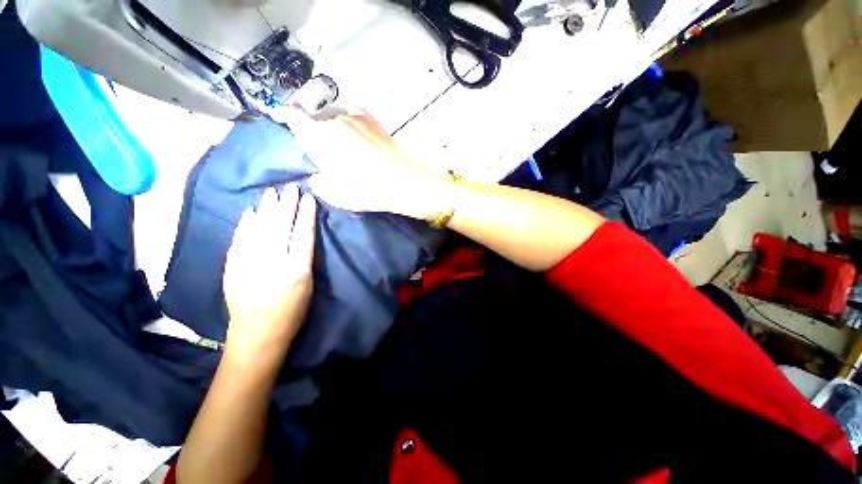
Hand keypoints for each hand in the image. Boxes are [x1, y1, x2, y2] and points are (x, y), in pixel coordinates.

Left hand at [222, 186, 316, 364]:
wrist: (257, 333)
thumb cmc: (292, 311)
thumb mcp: (307, 285)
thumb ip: (303, 258)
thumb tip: (298, 235)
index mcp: (296, 269)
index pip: (302, 235)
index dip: (305, 215)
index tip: (308, 198)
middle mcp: (272, 263)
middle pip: (280, 228)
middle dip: (286, 206)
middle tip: (290, 188)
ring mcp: (249, 264)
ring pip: (259, 230)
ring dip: (266, 209)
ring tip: (271, 193)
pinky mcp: (232, 268)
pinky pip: (239, 240)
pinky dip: (245, 225)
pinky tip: (250, 212)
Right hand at [276, 108, 449, 218]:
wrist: (403, 181)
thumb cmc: (368, 190)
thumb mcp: (336, 195)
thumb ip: (320, 183)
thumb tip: (317, 176)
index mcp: (320, 137)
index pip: (294, 117)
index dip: (284, 115)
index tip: (280, 115)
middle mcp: (335, 121)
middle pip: (317, 121)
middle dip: (317, 134)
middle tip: (328, 153)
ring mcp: (356, 117)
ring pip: (336, 118)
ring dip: (335, 129)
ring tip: (348, 148)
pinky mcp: (372, 120)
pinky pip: (354, 115)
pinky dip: (351, 123)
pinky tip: (358, 136)